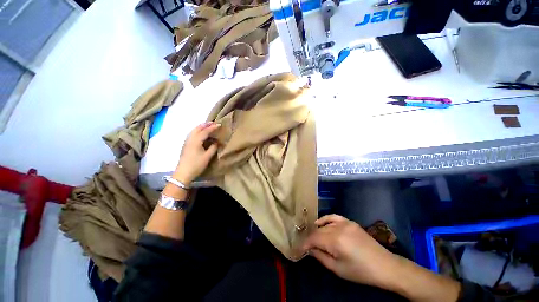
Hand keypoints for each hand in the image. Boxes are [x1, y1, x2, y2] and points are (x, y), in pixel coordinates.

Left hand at [173, 122, 219, 184]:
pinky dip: (198, 131)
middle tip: (213, 123)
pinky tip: (201, 134)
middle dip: (205, 125)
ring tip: (208, 126)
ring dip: (201, 127)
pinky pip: (192, 134)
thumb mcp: (207, 156)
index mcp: (196, 141)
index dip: (213, 127)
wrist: (183, 173)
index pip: (205, 131)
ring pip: (194, 131)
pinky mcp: (186, 145)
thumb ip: (213, 148)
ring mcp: (187, 142)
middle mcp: (190, 139)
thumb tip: (216, 142)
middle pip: (198, 128)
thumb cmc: (196, 165)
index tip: (219, 125)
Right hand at [302, 214, 399, 288]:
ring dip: (317, 231)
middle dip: (310, 239)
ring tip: (313, 238)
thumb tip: (309, 250)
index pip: (313, 239)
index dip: (305, 244)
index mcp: (335, 241)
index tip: (299, 249)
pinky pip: (333, 217)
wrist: (384, 266)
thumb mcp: (338, 269)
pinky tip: (320, 223)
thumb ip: (321, 257)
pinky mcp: (349, 222)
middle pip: (318, 231)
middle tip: (306, 246)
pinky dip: (325, 219)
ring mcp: (344, 223)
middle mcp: (337, 228)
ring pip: (324, 224)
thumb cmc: (360, 271)